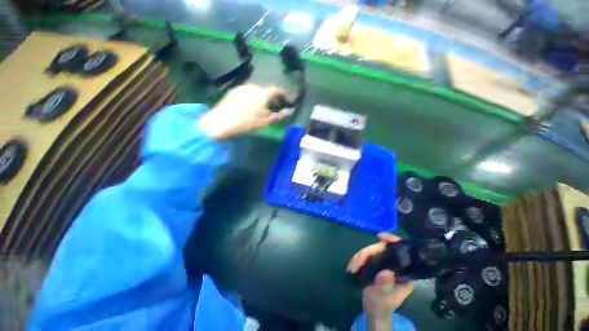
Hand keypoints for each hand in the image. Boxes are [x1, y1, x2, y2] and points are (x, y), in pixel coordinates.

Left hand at [198, 84, 292, 138]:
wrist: (223, 121)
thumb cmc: (248, 122)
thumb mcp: (266, 121)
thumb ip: (280, 115)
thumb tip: (290, 111)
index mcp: (263, 93)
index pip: (276, 90)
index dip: (282, 94)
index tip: (284, 100)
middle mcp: (254, 86)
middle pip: (266, 91)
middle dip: (271, 98)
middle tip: (271, 107)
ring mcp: (242, 87)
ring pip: (256, 91)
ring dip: (260, 97)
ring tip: (259, 108)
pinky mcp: (234, 90)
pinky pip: (247, 92)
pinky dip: (251, 97)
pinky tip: (247, 106)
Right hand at [347, 234, 413, 320]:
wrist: (373, 312)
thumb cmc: (381, 306)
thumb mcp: (384, 298)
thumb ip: (385, 285)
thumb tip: (386, 272)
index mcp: (403, 273)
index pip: (401, 251)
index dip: (392, 240)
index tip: (380, 237)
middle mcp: (395, 265)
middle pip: (380, 249)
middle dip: (366, 254)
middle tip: (355, 264)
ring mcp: (384, 264)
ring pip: (371, 252)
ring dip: (359, 258)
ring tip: (351, 268)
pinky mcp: (375, 264)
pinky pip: (365, 256)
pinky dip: (357, 260)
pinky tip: (351, 267)